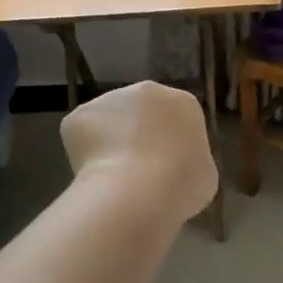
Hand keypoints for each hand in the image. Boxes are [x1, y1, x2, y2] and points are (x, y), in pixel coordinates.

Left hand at [62, 82, 217, 224]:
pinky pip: (83, 136)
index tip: (166, 167)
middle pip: (140, 112)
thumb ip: (190, 160)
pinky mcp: (78, 116)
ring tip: (113, 177)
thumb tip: (175, 165)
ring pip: (109, 122)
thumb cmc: (182, 183)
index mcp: (182, 102)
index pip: (176, 117)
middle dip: (137, 136)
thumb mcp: (204, 174)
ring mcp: (108, 99)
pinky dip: (86, 155)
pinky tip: (95, 175)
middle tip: (138, 170)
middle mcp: (146, 90)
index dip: (169, 143)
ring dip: (110, 142)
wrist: (137, 191)